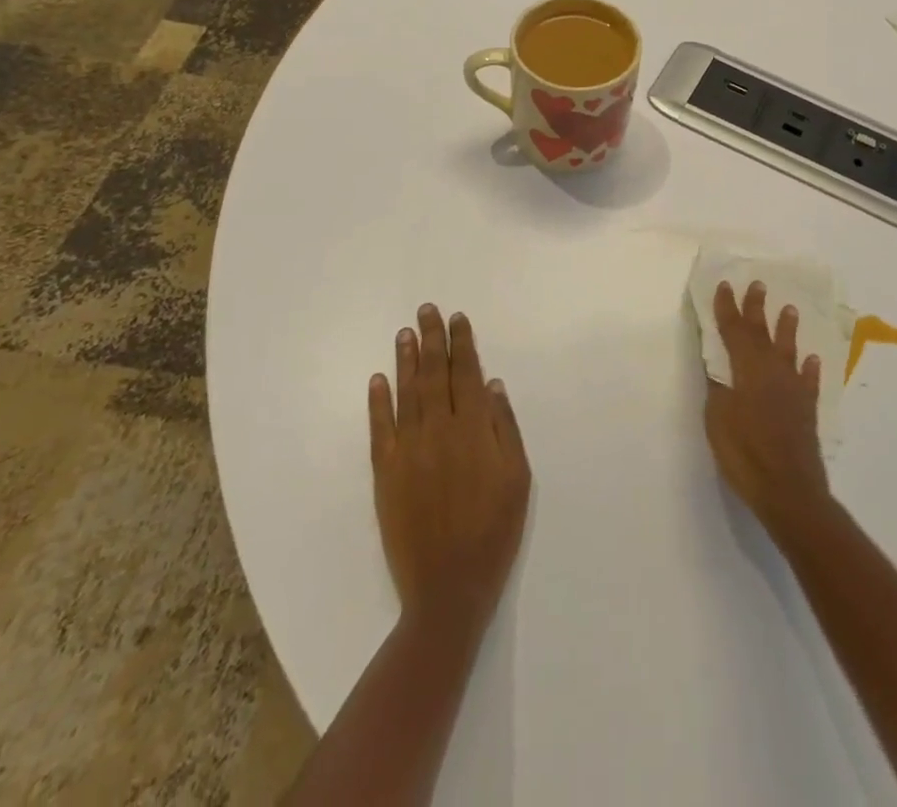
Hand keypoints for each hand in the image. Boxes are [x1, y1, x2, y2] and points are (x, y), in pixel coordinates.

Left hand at [369, 305, 531, 634]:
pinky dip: (378, 401)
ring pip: (407, 393)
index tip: (458, 318)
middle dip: (432, 339)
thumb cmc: (494, 530)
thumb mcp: (518, 477)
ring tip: (404, 332)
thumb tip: (493, 385)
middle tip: (426, 310)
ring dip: (406, 360)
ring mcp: (409, 450)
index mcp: (475, 430)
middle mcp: (440, 430)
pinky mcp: (386, 473)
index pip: (467, 373)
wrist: (449, 586)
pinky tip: (378, 378)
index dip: (463, 343)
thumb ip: (505, 428)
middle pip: (435, 374)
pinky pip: (380, 428)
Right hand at [703, 280, 830, 536]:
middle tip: (758, 284)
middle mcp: (772, 372)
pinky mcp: (806, 410)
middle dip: (757, 308)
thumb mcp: (718, 420)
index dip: (728, 308)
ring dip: (788, 329)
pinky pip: (808, 381)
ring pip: (789, 351)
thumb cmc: (745, 454)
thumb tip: (718, 367)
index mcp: (747, 371)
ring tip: (790, 309)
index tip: (725, 285)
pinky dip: (809, 369)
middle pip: (763, 334)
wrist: (789, 490)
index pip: (734, 332)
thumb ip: (718, 389)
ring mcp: (793, 390)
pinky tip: (811, 360)